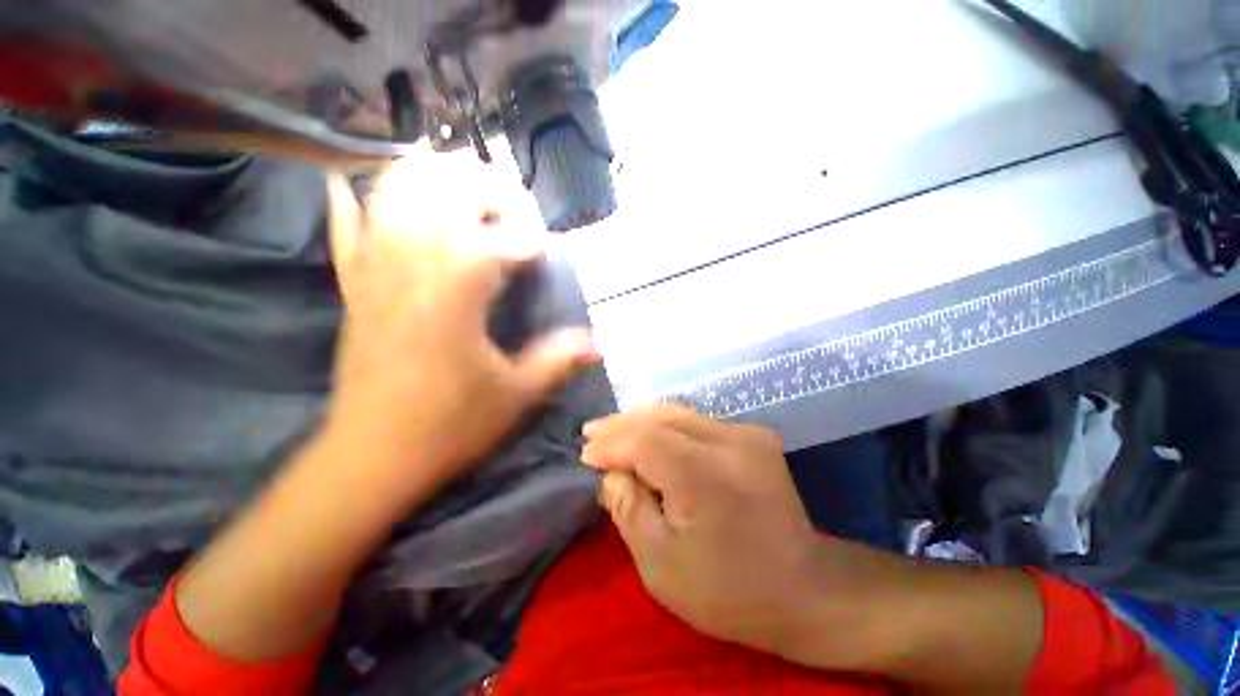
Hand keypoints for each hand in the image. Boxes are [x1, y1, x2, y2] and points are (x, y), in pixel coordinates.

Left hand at [324, 155, 598, 504]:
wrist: (373, 458)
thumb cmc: (450, 428)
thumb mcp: (516, 396)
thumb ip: (557, 361)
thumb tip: (598, 344)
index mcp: (453, 299)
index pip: (492, 244)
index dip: (524, 240)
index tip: (545, 251)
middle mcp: (409, 274)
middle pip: (437, 200)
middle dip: (478, 189)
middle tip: (510, 201)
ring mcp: (374, 279)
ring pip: (387, 203)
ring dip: (421, 180)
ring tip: (454, 175)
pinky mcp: (352, 294)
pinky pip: (343, 237)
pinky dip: (347, 206)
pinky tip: (349, 184)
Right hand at [580, 406, 892, 667]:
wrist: (805, 588)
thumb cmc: (728, 591)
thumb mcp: (660, 565)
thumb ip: (628, 509)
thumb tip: (611, 472)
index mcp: (706, 477)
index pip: (645, 439)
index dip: (611, 443)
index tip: (586, 455)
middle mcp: (731, 442)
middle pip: (662, 417)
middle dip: (621, 424)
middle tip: (592, 433)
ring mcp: (747, 434)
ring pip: (679, 413)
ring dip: (642, 421)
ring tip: (613, 431)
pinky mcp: (754, 435)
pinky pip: (697, 421)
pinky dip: (666, 426)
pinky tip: (649, 436)